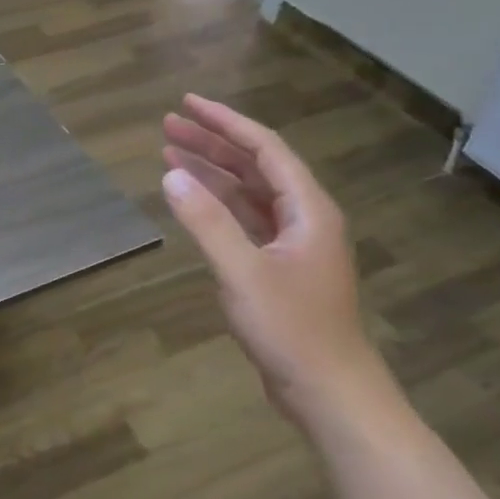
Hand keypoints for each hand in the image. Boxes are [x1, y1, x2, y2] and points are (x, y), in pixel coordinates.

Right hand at [161, 94, 392, 429]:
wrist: (331, 395)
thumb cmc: (293, 330)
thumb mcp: (243, 272)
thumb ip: (206, 221)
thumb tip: (171, 175)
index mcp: (308, 209)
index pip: (264, 148)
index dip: (225, 122)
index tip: (188, 104)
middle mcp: (303, 217)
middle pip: (254, 166)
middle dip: (212, 143)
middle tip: (168, 126)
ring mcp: (292, 243)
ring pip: (248, 193)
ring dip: (211, 172)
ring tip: (168, 153)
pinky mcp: (279, 266)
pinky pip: (244, 220)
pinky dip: (216, 205)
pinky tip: (190, 200)